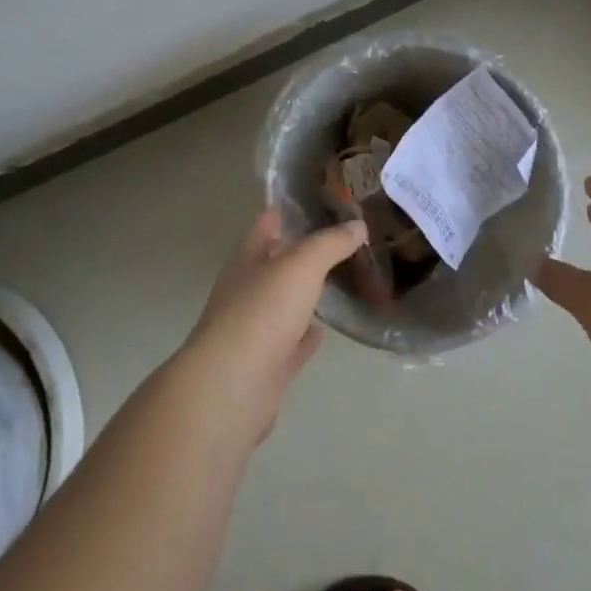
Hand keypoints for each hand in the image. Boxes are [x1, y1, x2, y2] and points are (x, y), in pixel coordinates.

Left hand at [180, 210, 365, 442]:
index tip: (322, 202)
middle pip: (276, 264)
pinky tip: (324, 331)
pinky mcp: (265, 367)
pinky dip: (305, 337)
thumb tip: (358, 224)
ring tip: (340, 281)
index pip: (267, 224)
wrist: (231, 389)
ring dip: (304, 295)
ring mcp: (253, 331)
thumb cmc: (262, 313)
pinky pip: (290, 345)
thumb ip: (330, 243)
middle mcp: (246, 291)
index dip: (290, 211)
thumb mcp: (302, 266)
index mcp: (247, 260)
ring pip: (283, 304)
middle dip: (303, 253)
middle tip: (343, 242)